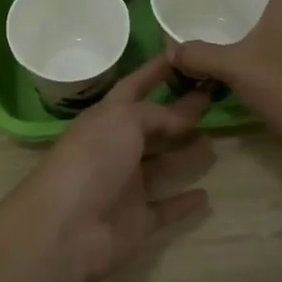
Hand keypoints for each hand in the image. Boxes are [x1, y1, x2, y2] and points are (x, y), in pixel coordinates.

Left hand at [0, 54, 214, 281]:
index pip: (134, 88)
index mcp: (105, 119)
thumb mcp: (122, 120)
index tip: (181, 54)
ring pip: (162, 165)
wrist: (67, 227)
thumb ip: (156, 114)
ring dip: (185, 154)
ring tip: (214, 141)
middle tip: (213, 100)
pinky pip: (166, 208)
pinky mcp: (137, 220)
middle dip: (179, 114)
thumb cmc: (92, 160)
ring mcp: (126, 186)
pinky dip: (184, 203)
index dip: (154, 71)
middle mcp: (115, 149)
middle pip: (152, 127)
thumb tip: (183, 117)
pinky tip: (207, 196)